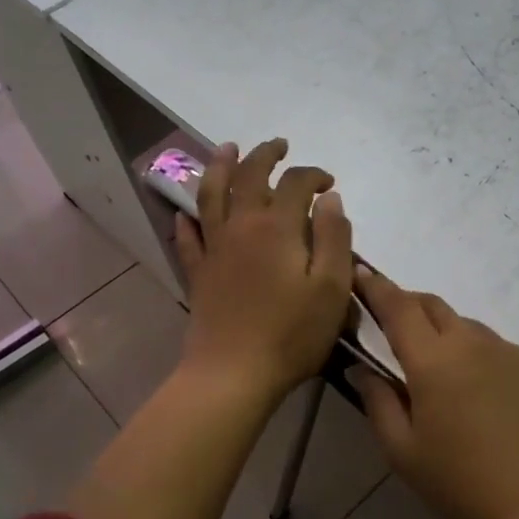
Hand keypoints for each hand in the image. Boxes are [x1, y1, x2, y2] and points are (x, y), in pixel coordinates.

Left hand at [174, 138, 353, 406]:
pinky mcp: (198, 274)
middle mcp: (241, 227)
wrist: (233, 373)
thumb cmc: (292, 333)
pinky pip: (188, 237)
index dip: (314, 175)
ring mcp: (214, 249)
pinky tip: (185, 212)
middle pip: (250, 177)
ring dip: (221, 167)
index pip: (296, 184)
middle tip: (279, 145)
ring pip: (212, 195)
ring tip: (227, 148)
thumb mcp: (332, 287)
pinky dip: (187, 220)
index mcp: (278, 228)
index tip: (330, 183)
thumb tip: (329, 199)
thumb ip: (334, 237)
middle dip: (266, 156)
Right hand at [349, 269, 518, 518]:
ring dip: (454, 343)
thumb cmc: (462, 486)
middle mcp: (476, 343)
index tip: (363, 274)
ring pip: (474, 332)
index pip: (398, 307)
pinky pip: (509, 355)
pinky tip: (498, 405)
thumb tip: (362, 367)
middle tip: (399, 329)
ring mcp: (517, 352)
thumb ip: (377, 401)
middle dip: (411, 307)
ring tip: (454, 384)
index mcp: (434, 361)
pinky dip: (492, 366)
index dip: (377, 287)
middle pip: (436, 308)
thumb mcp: (404, 452)